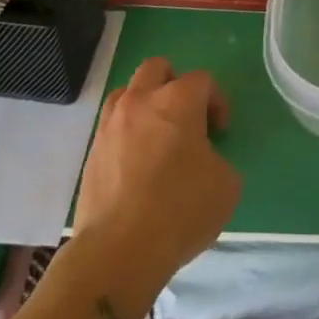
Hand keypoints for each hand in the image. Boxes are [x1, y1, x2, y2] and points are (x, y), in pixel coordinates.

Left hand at [71, 58, 240, 311]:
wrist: (119, 250)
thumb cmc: (180, 210)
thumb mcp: (226, 185)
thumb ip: (218, 158)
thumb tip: (204, 160)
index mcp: (178, 100)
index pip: (202, 80)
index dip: (217, 101)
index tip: (220, 131)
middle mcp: (141, 101)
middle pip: (157, 68)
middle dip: (175, 83)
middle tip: (187, 117)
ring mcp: (111, 124)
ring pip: (128, 91)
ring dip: (146, 103)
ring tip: (157, 136)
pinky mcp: (92, 151)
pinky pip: (112, 125)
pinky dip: (127, 132)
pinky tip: (137, 162)